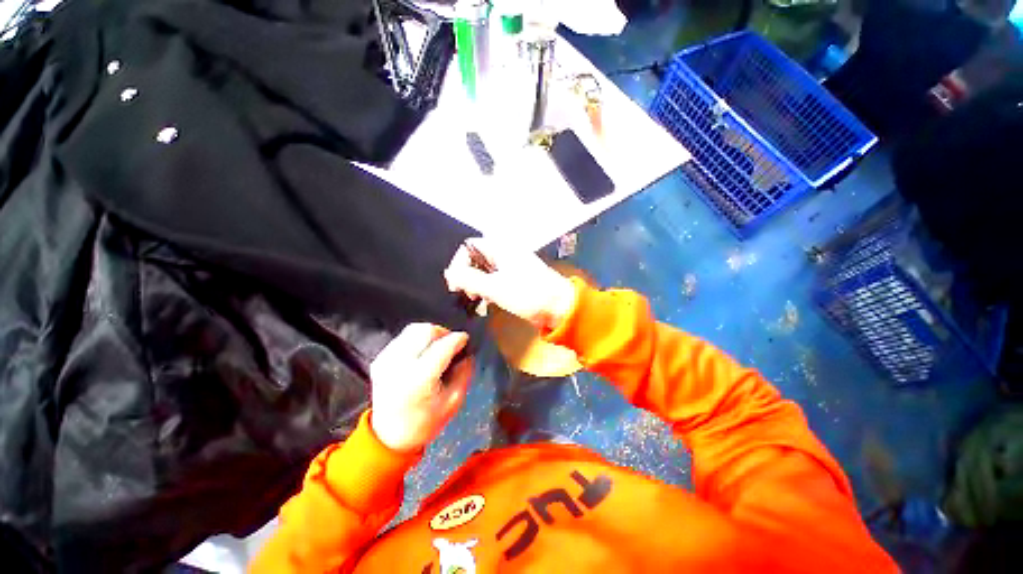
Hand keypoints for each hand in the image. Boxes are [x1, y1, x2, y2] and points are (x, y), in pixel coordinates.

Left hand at [369, 324, 472, 452]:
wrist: (388, 436)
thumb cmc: (425, 422)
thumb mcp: (453, 402)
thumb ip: (464, 374)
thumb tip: (467, 353)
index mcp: (419, 378)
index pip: (443, 346)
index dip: (458, 339)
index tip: (466, 339)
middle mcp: (400, 364)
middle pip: (426, 330)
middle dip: (443, 333)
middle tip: (451, 344)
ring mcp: (386, 360)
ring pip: (413, 329)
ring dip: (430, 334)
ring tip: (437, 346)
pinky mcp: (379, 359)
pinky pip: (403, 338)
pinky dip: (417, 340)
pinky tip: (422, 353)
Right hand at [444, 238, 576, 331]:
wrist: (559, 307)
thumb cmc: (528, 294)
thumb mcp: (494, 287)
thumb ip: (469, 279)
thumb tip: (449, 273)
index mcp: (501, 248)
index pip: (470, 246)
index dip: (459, 263)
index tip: (456, 284)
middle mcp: (505, 253)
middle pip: (476, 258)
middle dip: (468, 275)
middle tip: (466, 293)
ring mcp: (512, 267)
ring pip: (485, 271)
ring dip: (477, 284)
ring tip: (477, 298)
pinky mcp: (517, 280)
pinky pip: (496, 280)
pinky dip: (489, 289)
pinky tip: (489, 301)